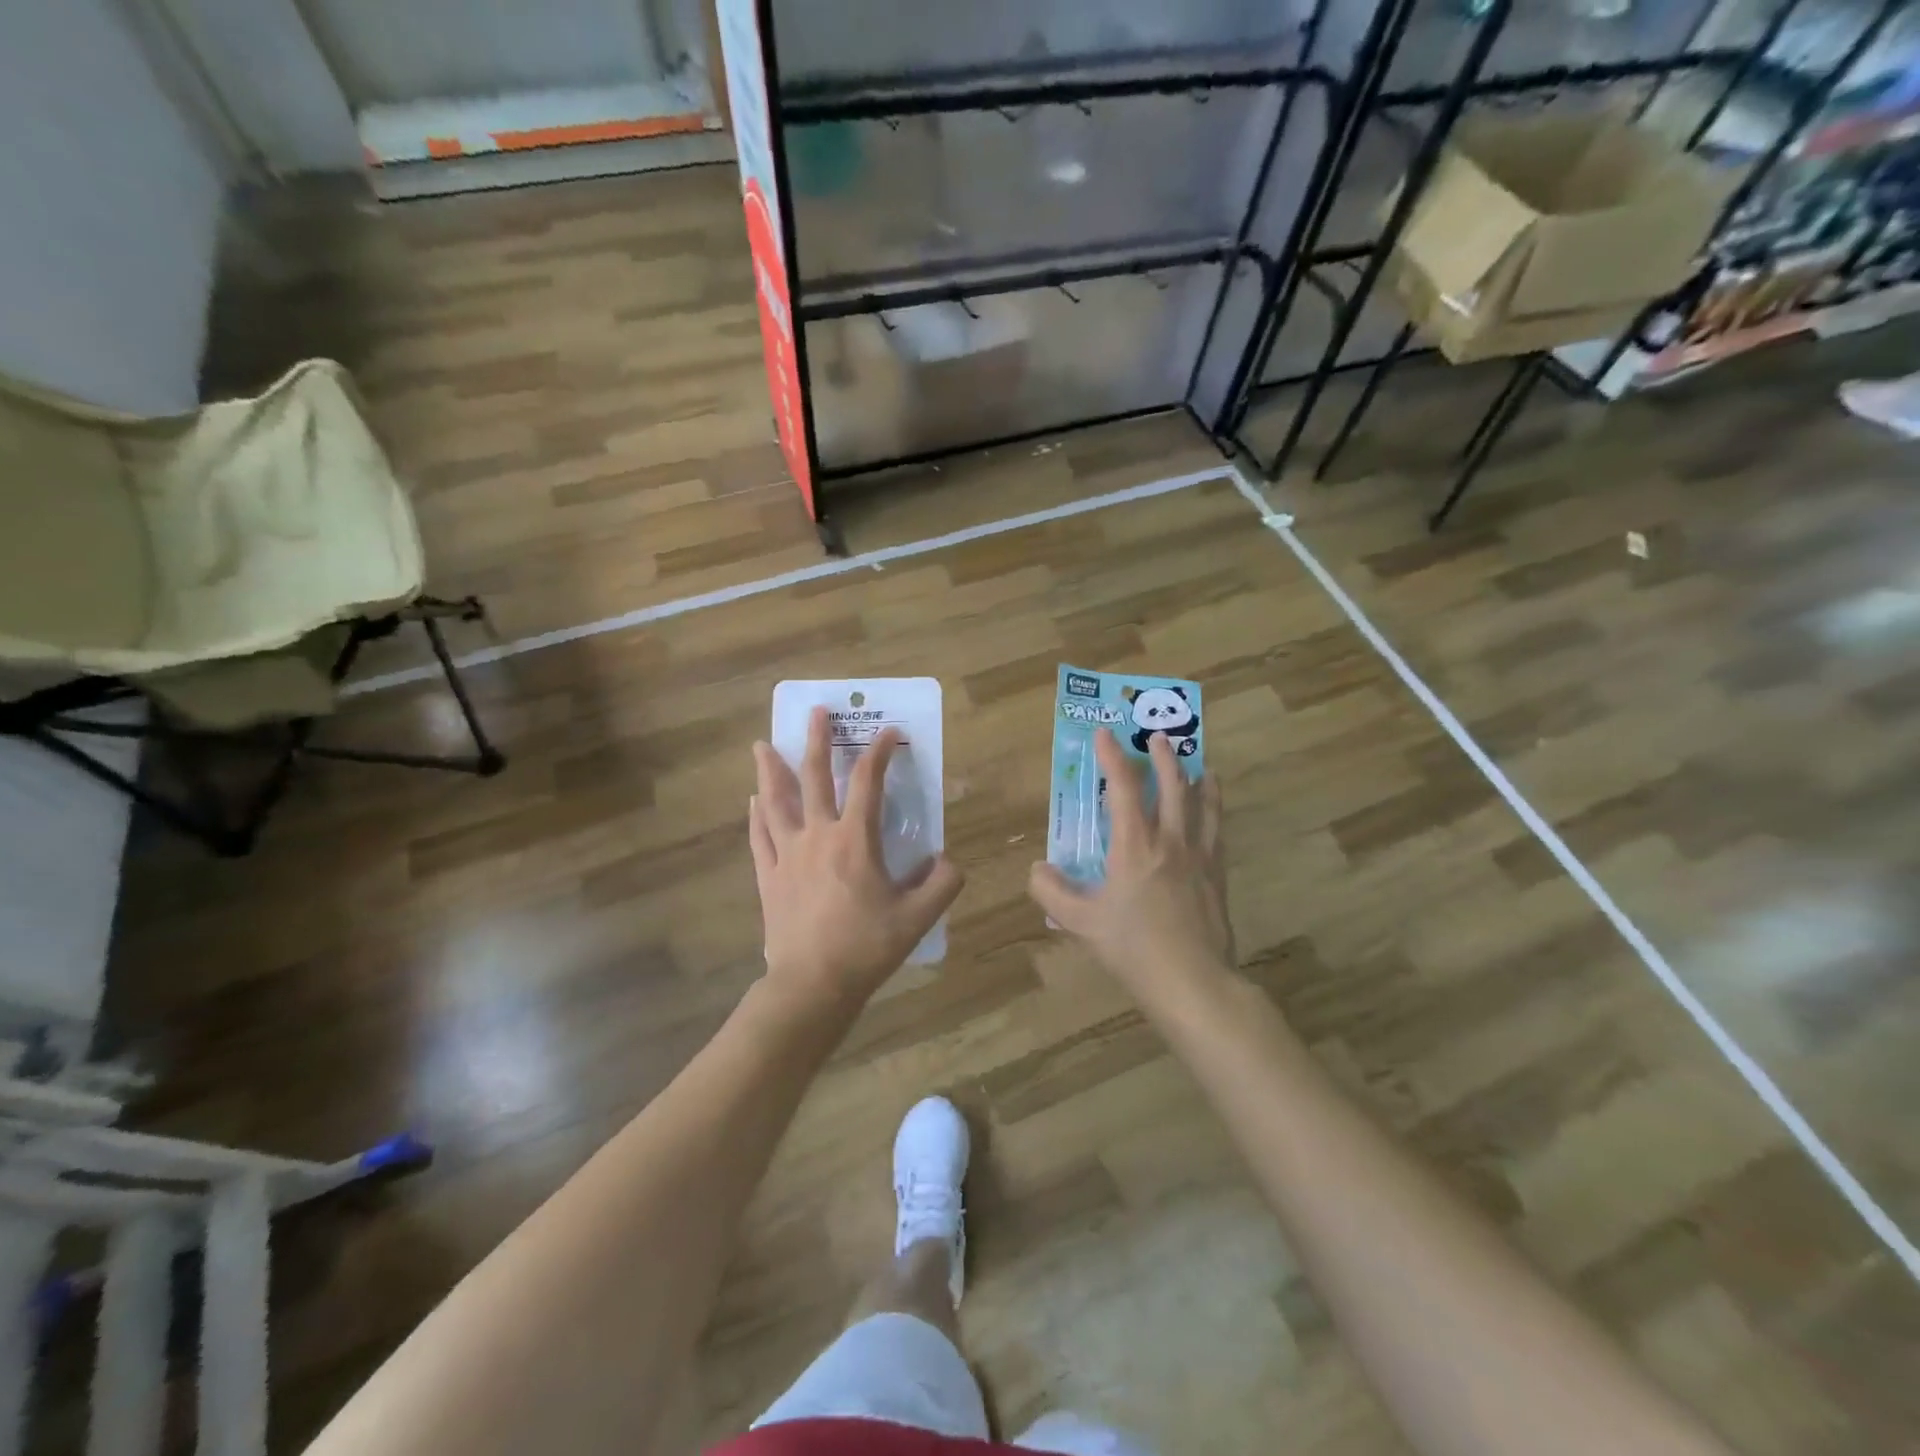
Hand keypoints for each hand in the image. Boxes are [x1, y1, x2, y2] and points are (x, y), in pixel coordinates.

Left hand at [750, 706, 963, 1009]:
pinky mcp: (769, 877)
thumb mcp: (918, 917)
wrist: (813, 984)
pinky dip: (757, 815)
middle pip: (814, 778)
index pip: (869, 782)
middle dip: (817, 741)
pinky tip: (754, 801)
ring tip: (763, 745)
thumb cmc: (867, 947)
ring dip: (771, 770)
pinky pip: (760, 837)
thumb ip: (942, 883)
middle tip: (815, 712)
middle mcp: (818, 836)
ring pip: (776, 802)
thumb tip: (946, 860)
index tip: (888, 731)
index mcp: (855, 840)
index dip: (879, 752)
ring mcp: (788, 855)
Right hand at [1028, 729, 1231, 998]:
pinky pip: (1218, 831)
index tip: (1104, 733)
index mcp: (1135, 845)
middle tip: (1157, 735)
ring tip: (1199, 763)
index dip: (1112, 756)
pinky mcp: (1217, 876)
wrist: (1193, 981)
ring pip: (1202, 804)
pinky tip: (1213, 813)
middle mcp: (1170, 840)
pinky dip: (1215, 811)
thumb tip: (1037, 868)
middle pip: (1172, 785)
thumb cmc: (1133, 948)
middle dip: (1163, 756)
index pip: (1123, 786)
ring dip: (1197, 777)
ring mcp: (1200, 856)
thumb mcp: (1080, 922)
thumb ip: (1051, 891)